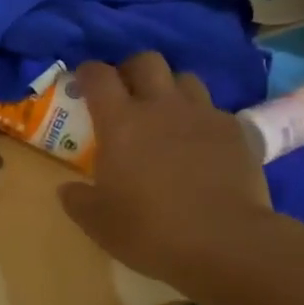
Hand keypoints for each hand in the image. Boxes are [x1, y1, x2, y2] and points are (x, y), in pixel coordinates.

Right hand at [59, 53, 277, 291]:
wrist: (225, 243)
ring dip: (170, 89)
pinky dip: (202, 120)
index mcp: (120, 122)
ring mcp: (202, 115)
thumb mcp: (99, 223)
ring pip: (184, 79)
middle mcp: (161, 106)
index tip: (83, 81)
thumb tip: (68, 189)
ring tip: (167, 114)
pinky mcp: (236, 131)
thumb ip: (78, 200)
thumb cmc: (151, 230)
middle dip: (132, 69)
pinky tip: (201, 144)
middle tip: (126, 93)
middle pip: (146, 61)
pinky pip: (214, 110)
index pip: (99, 76)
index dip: (88, 72)